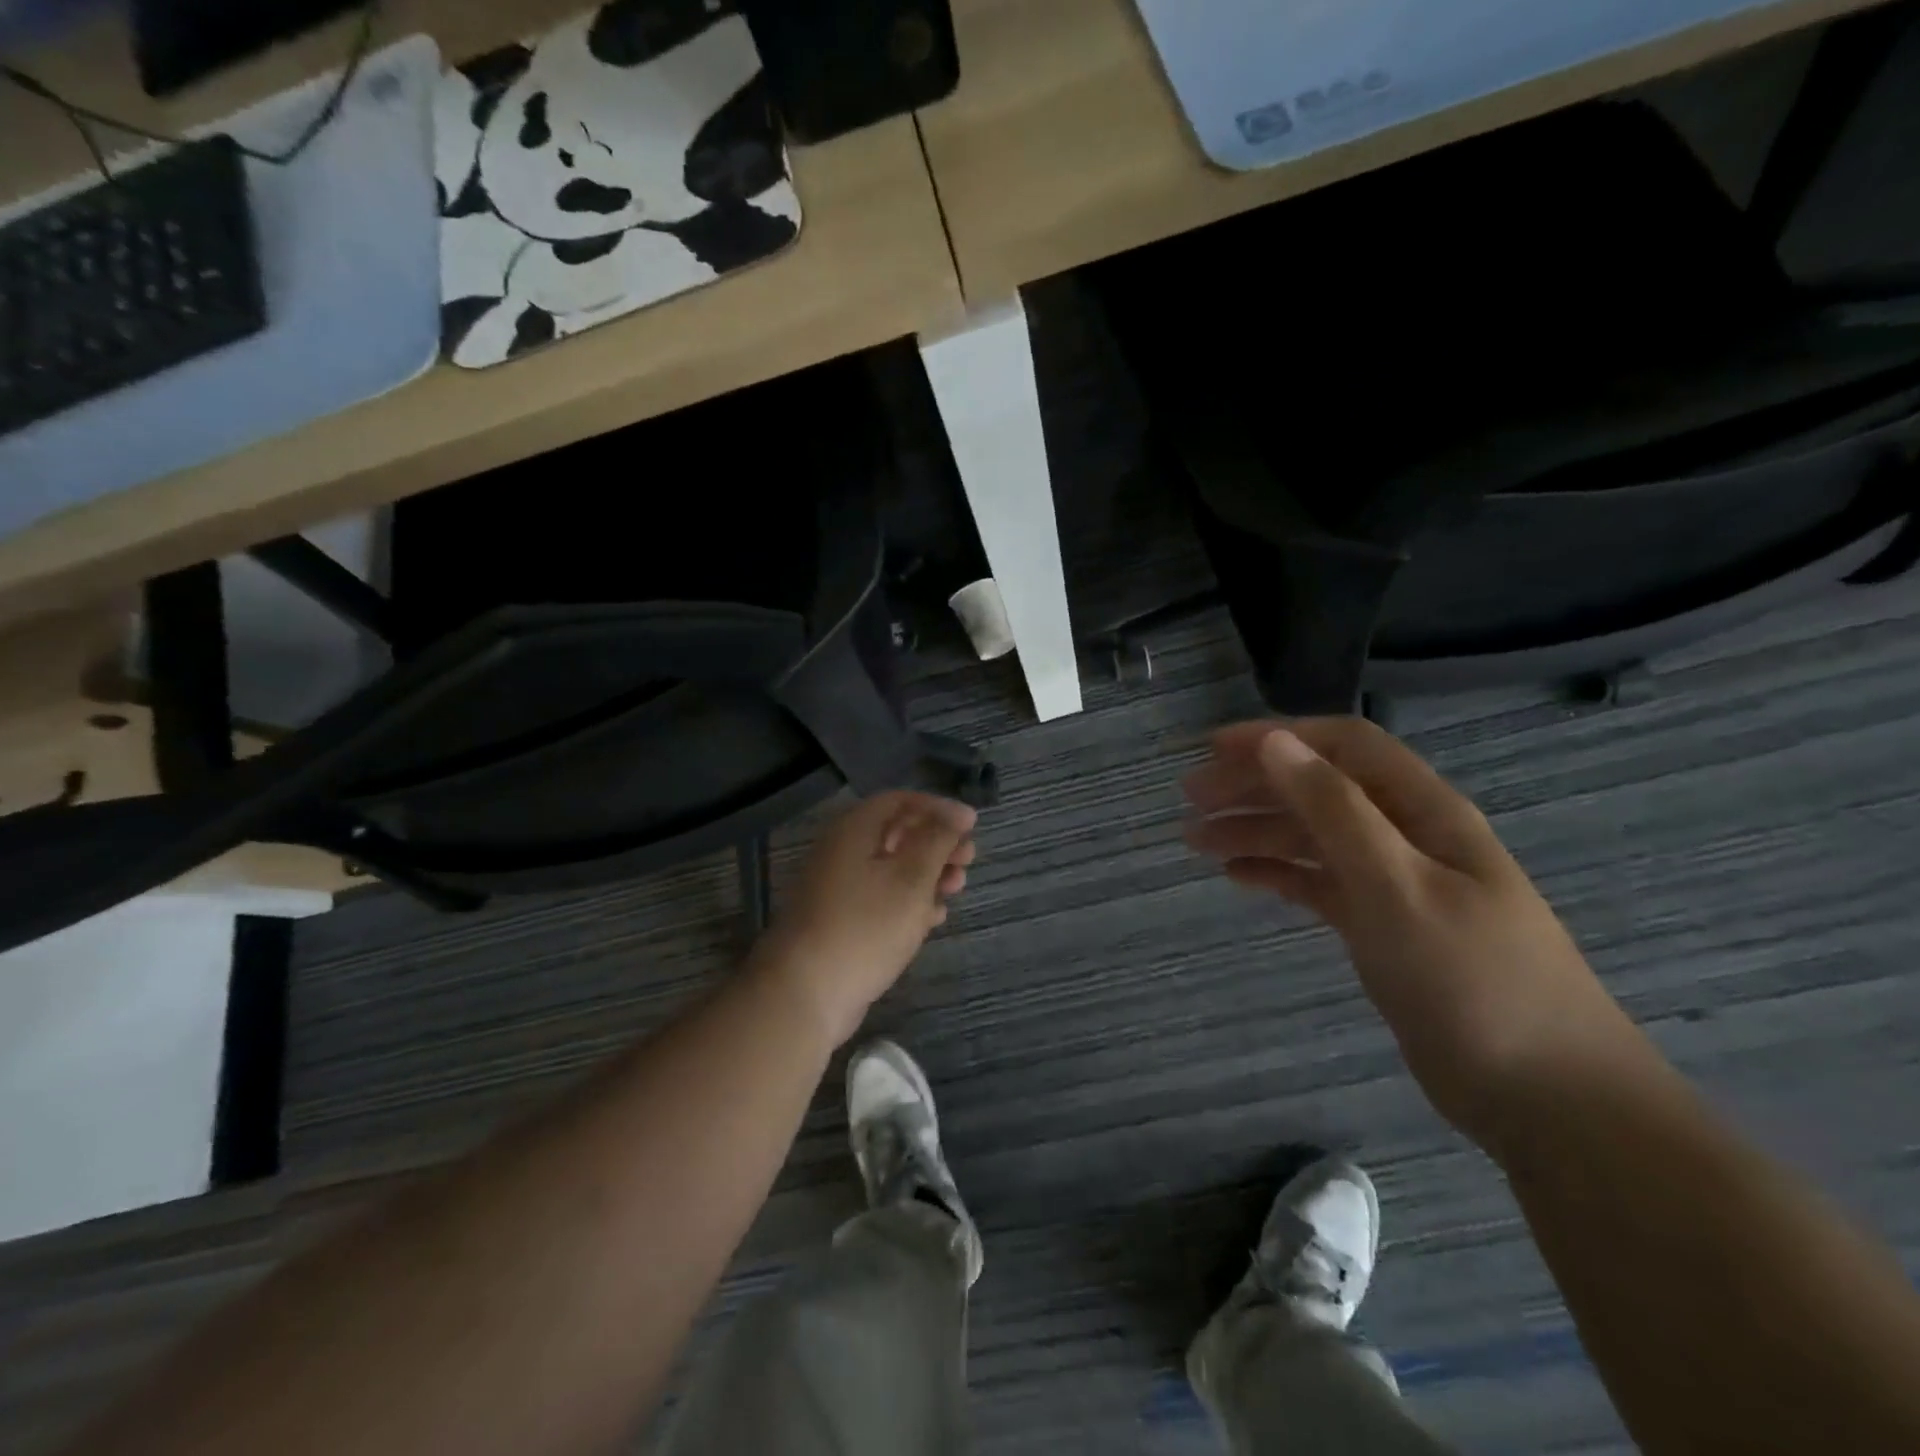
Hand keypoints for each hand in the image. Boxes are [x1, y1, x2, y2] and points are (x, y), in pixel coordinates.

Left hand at [752, 790, 977, 1046]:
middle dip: (937, 843)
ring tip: (956, 889)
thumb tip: (958, 812)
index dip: (938, 808)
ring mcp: (840, 887)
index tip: (971, 825)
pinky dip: (910, 901)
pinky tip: (934, 917)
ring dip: (928, 874)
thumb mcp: (911, 878)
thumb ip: (937, 840)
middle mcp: (844, 851)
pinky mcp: (843, 920)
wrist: (806, 993)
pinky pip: (882, 898)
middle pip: (898, 833)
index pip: (900, 800)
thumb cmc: (865, 926)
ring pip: (892, 868)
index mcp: (855, 830)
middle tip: (968, 859)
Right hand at [1182, 717, 1631, 1138]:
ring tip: (1196, 841)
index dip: (1278, 737)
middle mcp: (1406, 836)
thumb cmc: (1472, 980)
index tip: (1212, 750)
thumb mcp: (1396, 885)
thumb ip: (1335, 810)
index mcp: (1423, 811)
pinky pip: (1318, 883)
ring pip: (1313, 837)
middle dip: (1254, 785)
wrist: (1546, 1098)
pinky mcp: (1382, 926)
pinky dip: (1277, 873)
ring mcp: (1395, 883)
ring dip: (1255, 830)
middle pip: (1320, 789)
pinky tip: (1237, 877)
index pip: (1343, 746)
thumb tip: (1277, 743)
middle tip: (1190, 800)